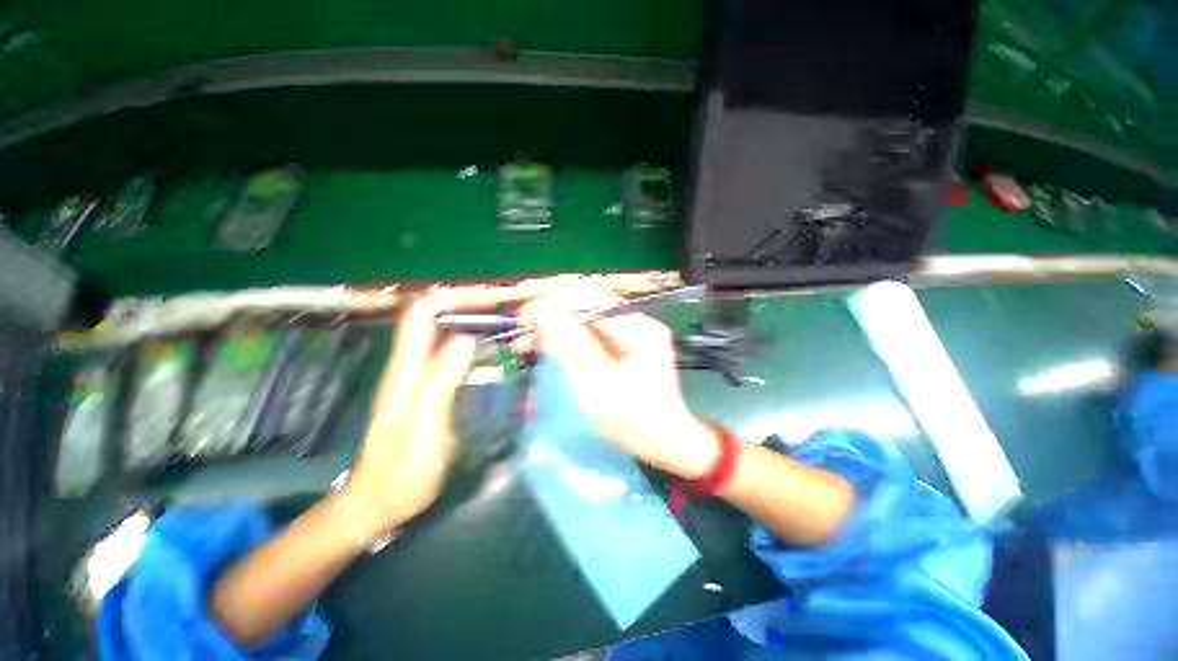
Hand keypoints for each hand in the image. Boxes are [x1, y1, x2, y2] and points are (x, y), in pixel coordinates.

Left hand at [344, 289, 510, 539]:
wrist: (381, 500)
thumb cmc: (403, 469)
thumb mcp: (423, 424)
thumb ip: (441, 379)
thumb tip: (466, 338)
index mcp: (408, 368)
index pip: (424, 312)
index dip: (455, 299)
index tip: (490, 301)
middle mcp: (412, 364)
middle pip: (434, 316)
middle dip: (468, 303)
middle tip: (504, 308)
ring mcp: (420, 375)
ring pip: (444, 331)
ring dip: (472, 319)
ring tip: (503, 321)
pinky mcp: (430, 388)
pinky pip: (450, 352)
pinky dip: (472, 340)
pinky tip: (490, 348)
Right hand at [517, 288, 718, 478]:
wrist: (667, 441)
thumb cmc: (638, 424)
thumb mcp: (600, 390)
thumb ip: (572, 350)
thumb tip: (544, 314)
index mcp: (640, 330)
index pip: (591, 302)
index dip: (554, 306)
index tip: (524, 319)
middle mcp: (638, 322)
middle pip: (587, 306)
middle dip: (551, 317)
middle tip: (522, 334)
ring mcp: (632, 332)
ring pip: (584, 319)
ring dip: (555, 328)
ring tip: (526, 343)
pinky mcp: (625, 343)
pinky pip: (589, 333)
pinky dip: (566, 340)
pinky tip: (547, 349)